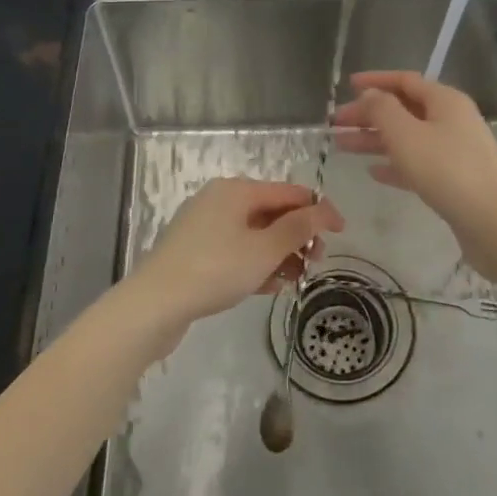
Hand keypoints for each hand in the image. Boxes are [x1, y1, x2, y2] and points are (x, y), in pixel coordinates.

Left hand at [125, 178, 343, 336]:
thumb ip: (298, 228)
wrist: (154, 305)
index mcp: (237, 190)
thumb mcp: (265, 249)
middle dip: (298, 236)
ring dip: (280, 254)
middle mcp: (220, 200)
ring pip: (254, 234)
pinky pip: (236, 250)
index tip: (342, 232)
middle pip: (272, 212)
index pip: (289, 192)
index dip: (319, 210)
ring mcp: (204, 226)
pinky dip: (256, 264)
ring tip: (295, 280)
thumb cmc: (215, 270)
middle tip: (316, 263)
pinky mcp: (194, 252)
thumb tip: (324, 210)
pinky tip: (269, 287)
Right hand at [334, 71, 496, 230]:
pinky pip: (418, 163)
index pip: (405, 80)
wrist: (493, 221)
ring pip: (407, 138)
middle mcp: (451, 120)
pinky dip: (394, 164)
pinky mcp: (454, 180)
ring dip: (376, 140)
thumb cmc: (446, 169)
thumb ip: (382, 109)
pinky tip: (373, 173)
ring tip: (342, 146)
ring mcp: (455, 150)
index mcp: (444, 100)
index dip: (375, 81)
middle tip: (336, 124)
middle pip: (404, 109)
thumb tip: (370, 95)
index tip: (347, 86)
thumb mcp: (406, 134)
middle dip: (369, 114)